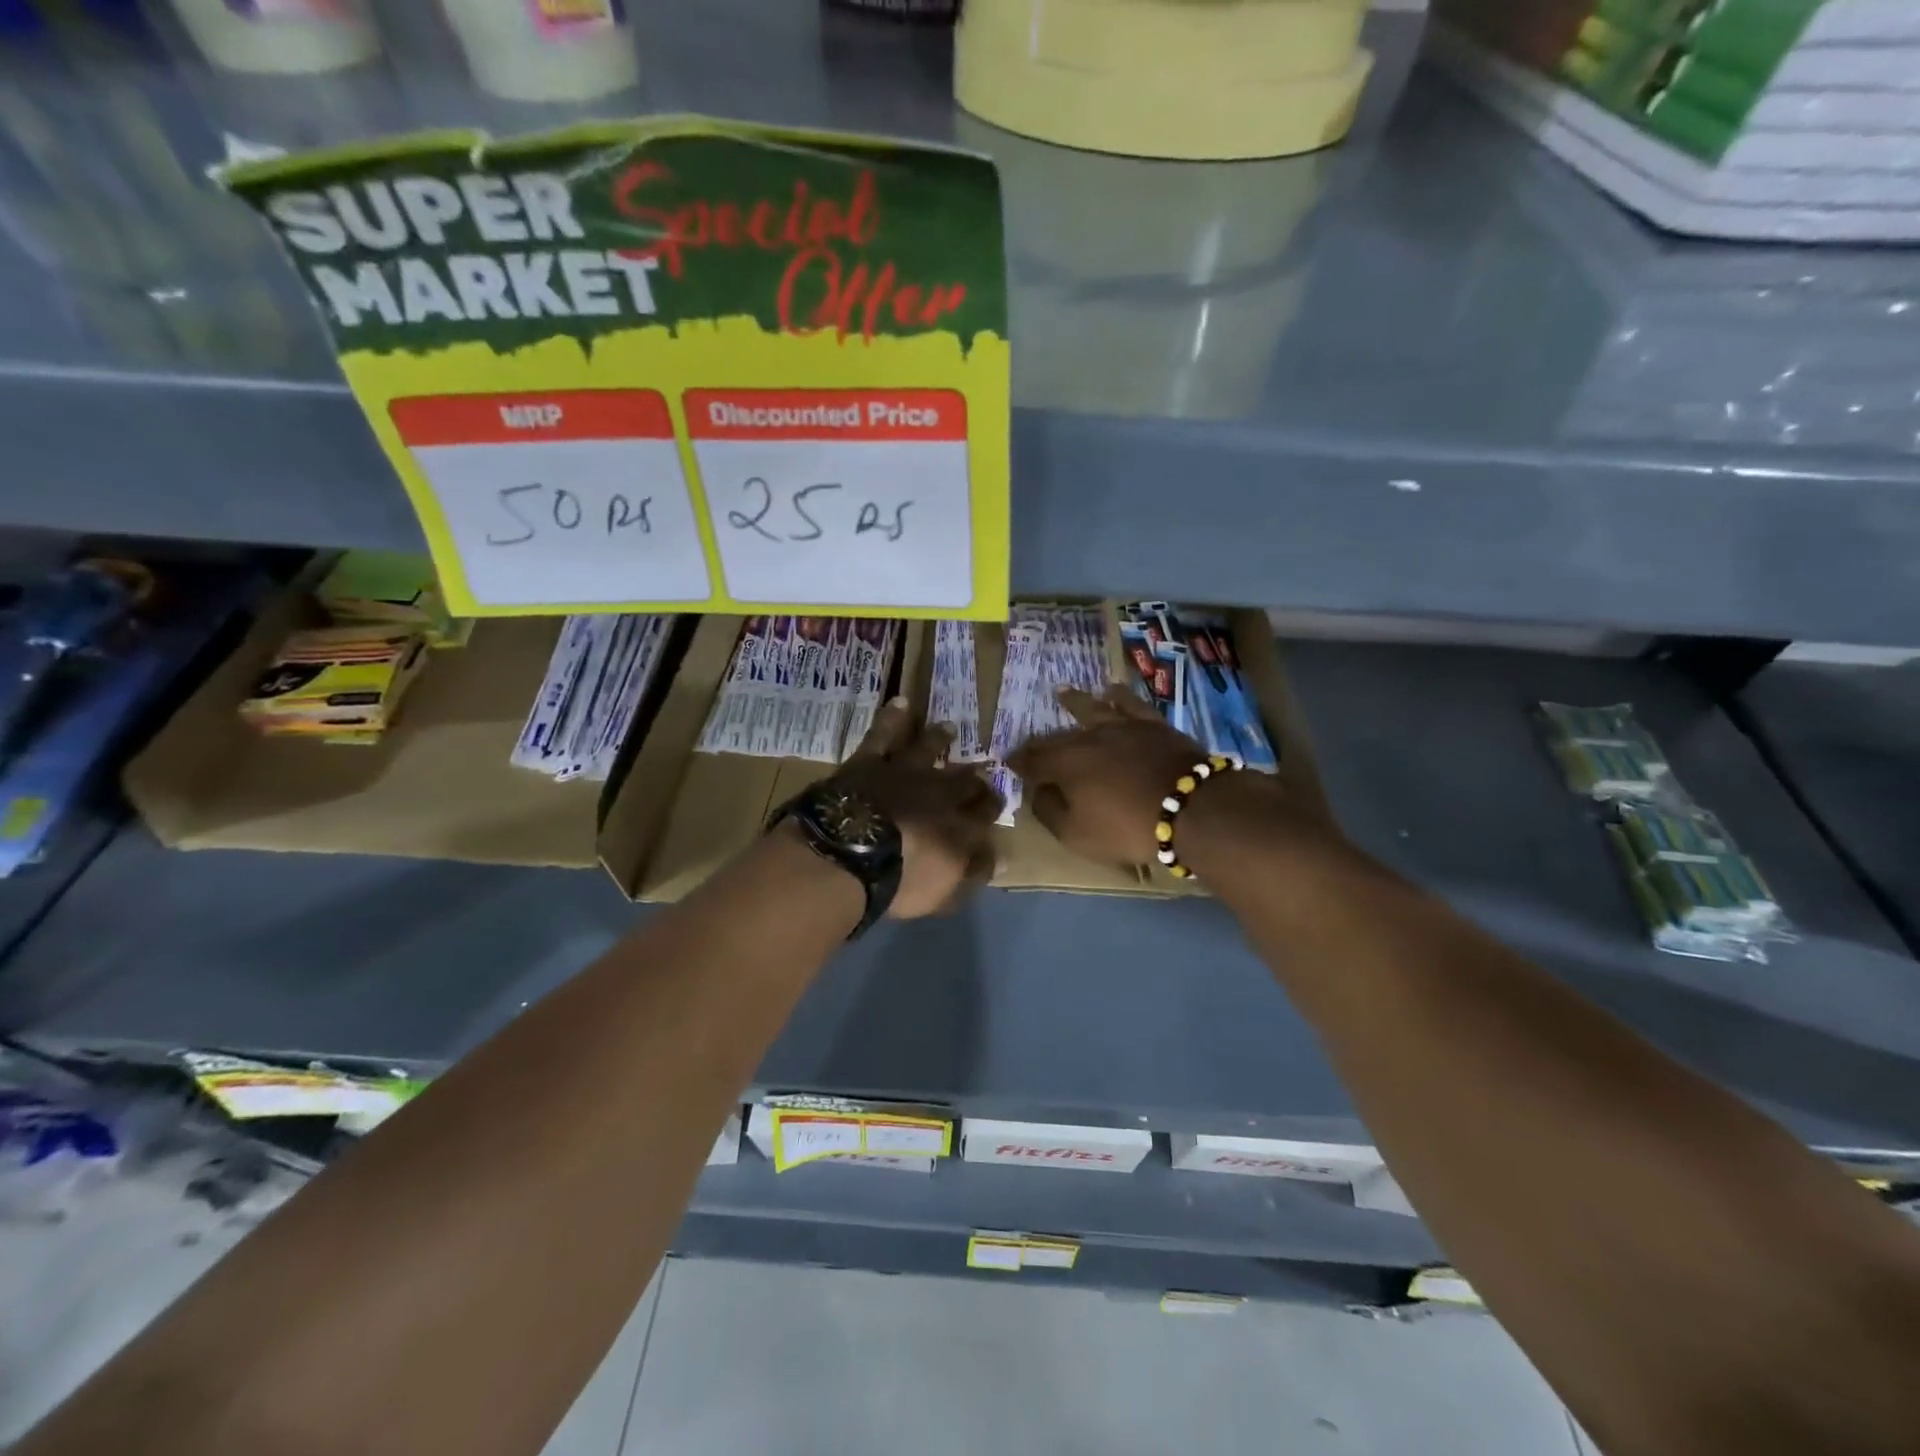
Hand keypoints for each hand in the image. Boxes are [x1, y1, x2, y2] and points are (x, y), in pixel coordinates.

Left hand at [834, 697, 1001, 917]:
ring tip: (949, 728)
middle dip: (973, 773)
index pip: (985, 810)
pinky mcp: (870, 762)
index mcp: (959, 824)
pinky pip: (883, 735)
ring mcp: (904, 772)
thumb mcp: (944, 890)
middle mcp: (938, 791)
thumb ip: (973, 873)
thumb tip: (1001, 862)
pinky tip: (900, 703)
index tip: (996, 801)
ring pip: (927, 748)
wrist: (851, 852)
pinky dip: (892, 718)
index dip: (991, 805)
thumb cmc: (900, 880)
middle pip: (962, 778)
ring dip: (939, 739)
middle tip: (982, 764)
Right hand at [1008, 685, 1306, 869]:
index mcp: (1065, 765)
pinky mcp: (1152, 724)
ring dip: (1074, 702)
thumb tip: (1038, 792)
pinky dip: (1119, 695)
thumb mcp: (1077, 834)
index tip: (1008, 762)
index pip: (1032, 761)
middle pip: (1057, 737)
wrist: (1192, 808)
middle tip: (1030, 742)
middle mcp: (1087, 738)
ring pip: (1090, 710)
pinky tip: (1112, 689)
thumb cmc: (1128, 828)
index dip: (1018, 763)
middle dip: (1040, 741)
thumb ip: (1050, 812)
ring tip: (1062, 693)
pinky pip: (1130, 703)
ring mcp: (1121, 727)